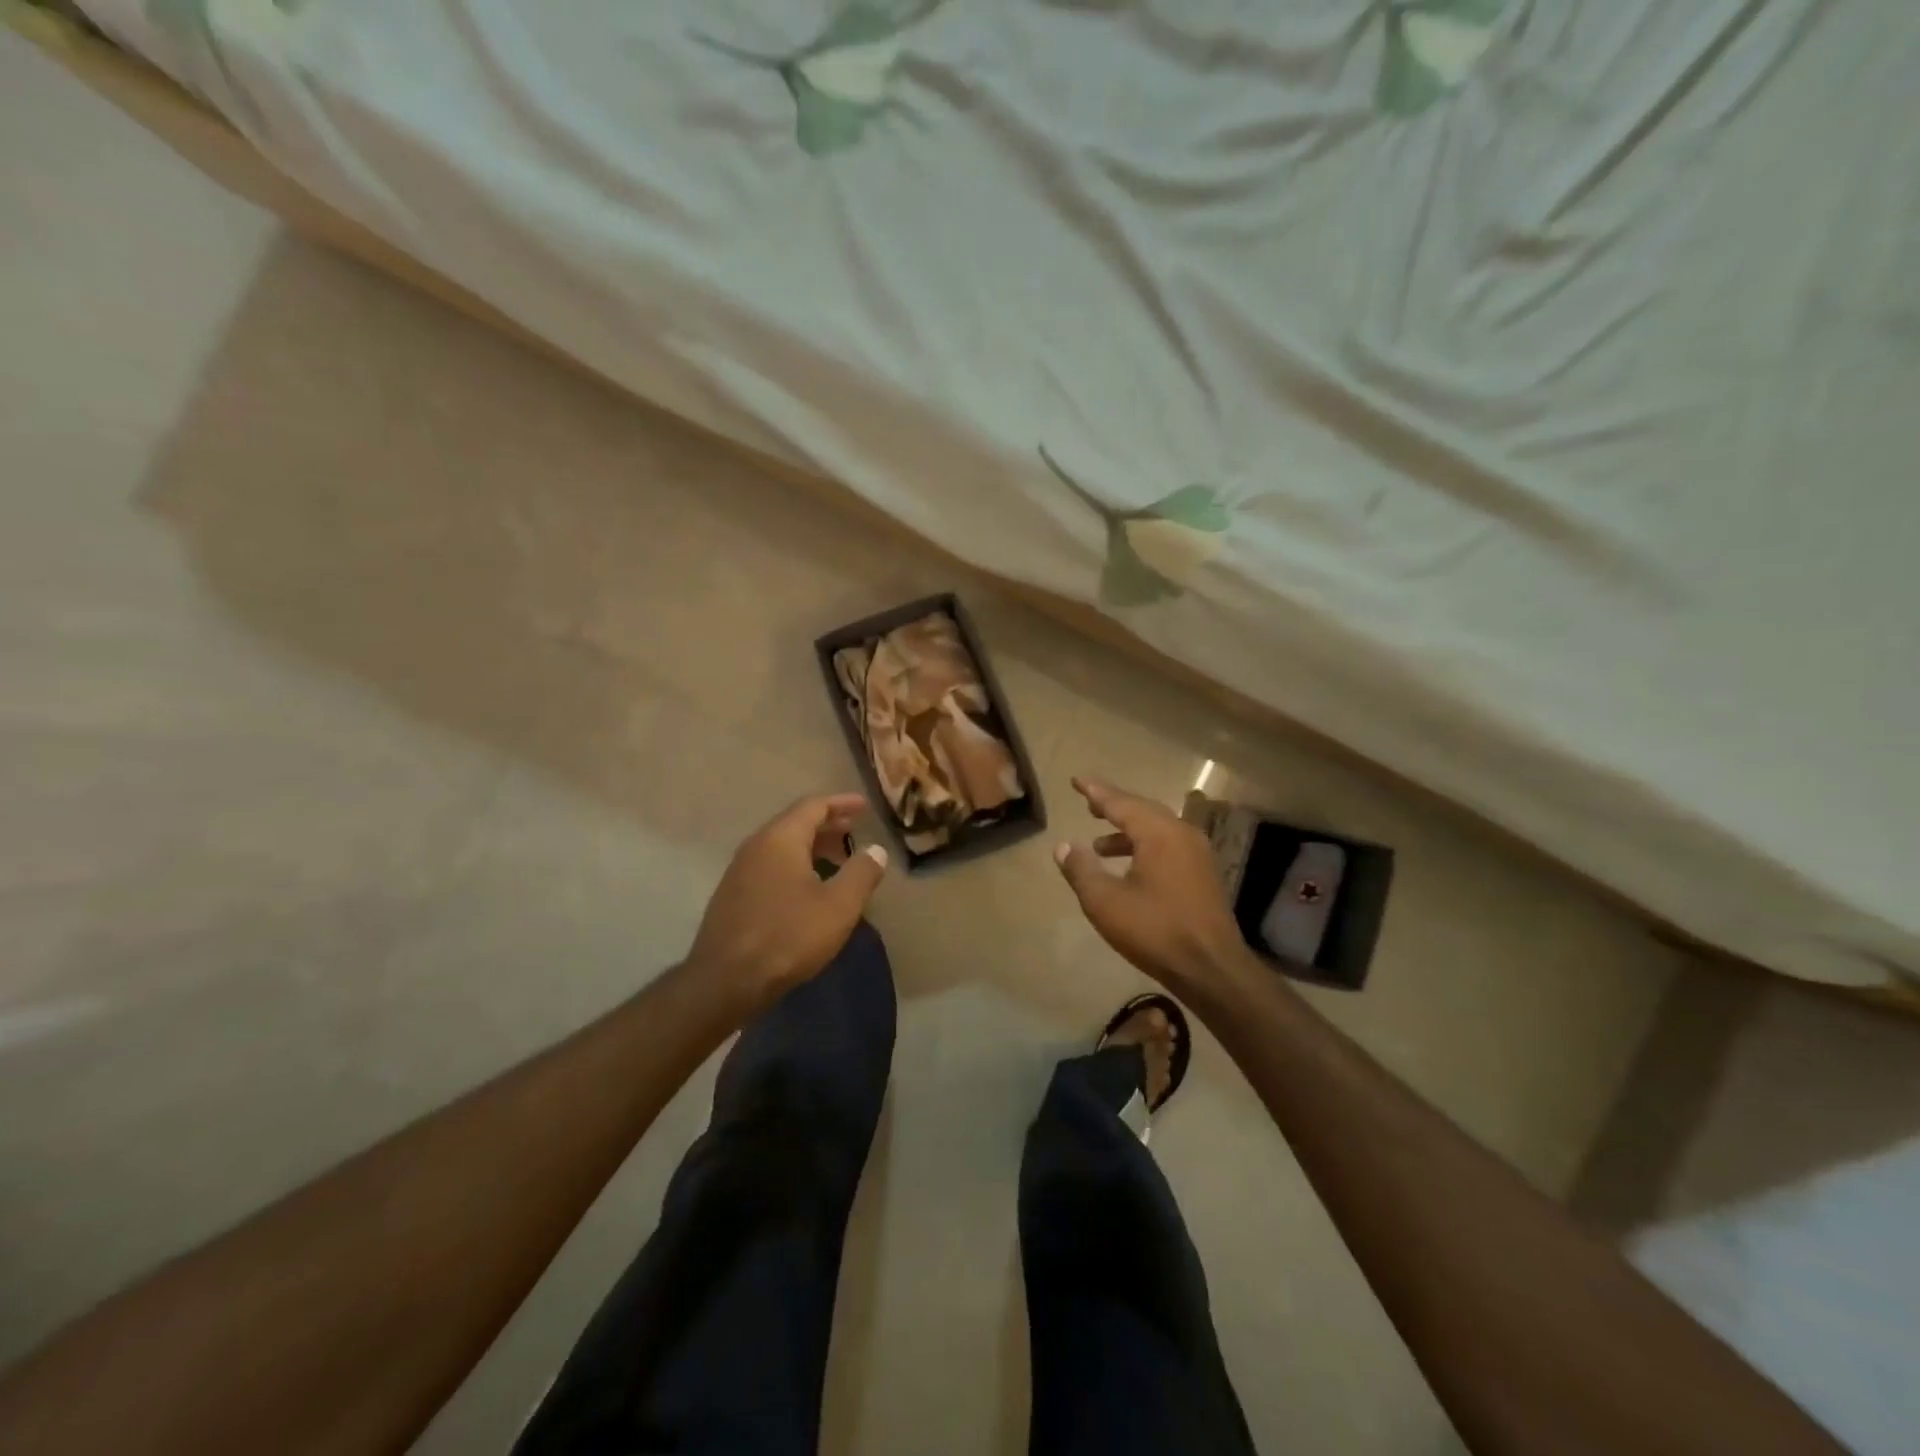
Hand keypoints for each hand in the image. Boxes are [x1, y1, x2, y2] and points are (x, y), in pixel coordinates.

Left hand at [690, 794, 888, 1007]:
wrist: (725, 981)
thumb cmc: (788, 936)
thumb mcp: (838, 906)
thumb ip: (861, 872)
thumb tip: (876, 850)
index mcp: (780, 839)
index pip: (813, 806)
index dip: (841, 803)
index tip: (864, 806)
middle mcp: (756, 847)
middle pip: (795, 824)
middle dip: (827, 825)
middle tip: (854, 830)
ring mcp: (739, 872)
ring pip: (781, 847)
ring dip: (812, 847)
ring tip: (838, 860)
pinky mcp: (733, 896)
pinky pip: (770, 867)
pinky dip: (796, 865)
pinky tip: (809, 889)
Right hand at [1055, 776, 1246, 991]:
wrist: (1211, 969)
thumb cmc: (1156, 930)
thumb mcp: (1106, 902)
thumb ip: (1081, 870)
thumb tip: (1063, 846)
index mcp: (1159, 833)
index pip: (1121, 802)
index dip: (1096, 791)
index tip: (1077, 780)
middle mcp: (1181, 833)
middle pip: (1142, 810)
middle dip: (1114, 807)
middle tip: (1089, 804)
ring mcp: (1198, 853)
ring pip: (1157, 829)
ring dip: (1127, 831)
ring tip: (1099, 844)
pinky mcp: (1203, 873)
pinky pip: (1168, 845)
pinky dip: (1144, 846)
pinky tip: (1129, 867)